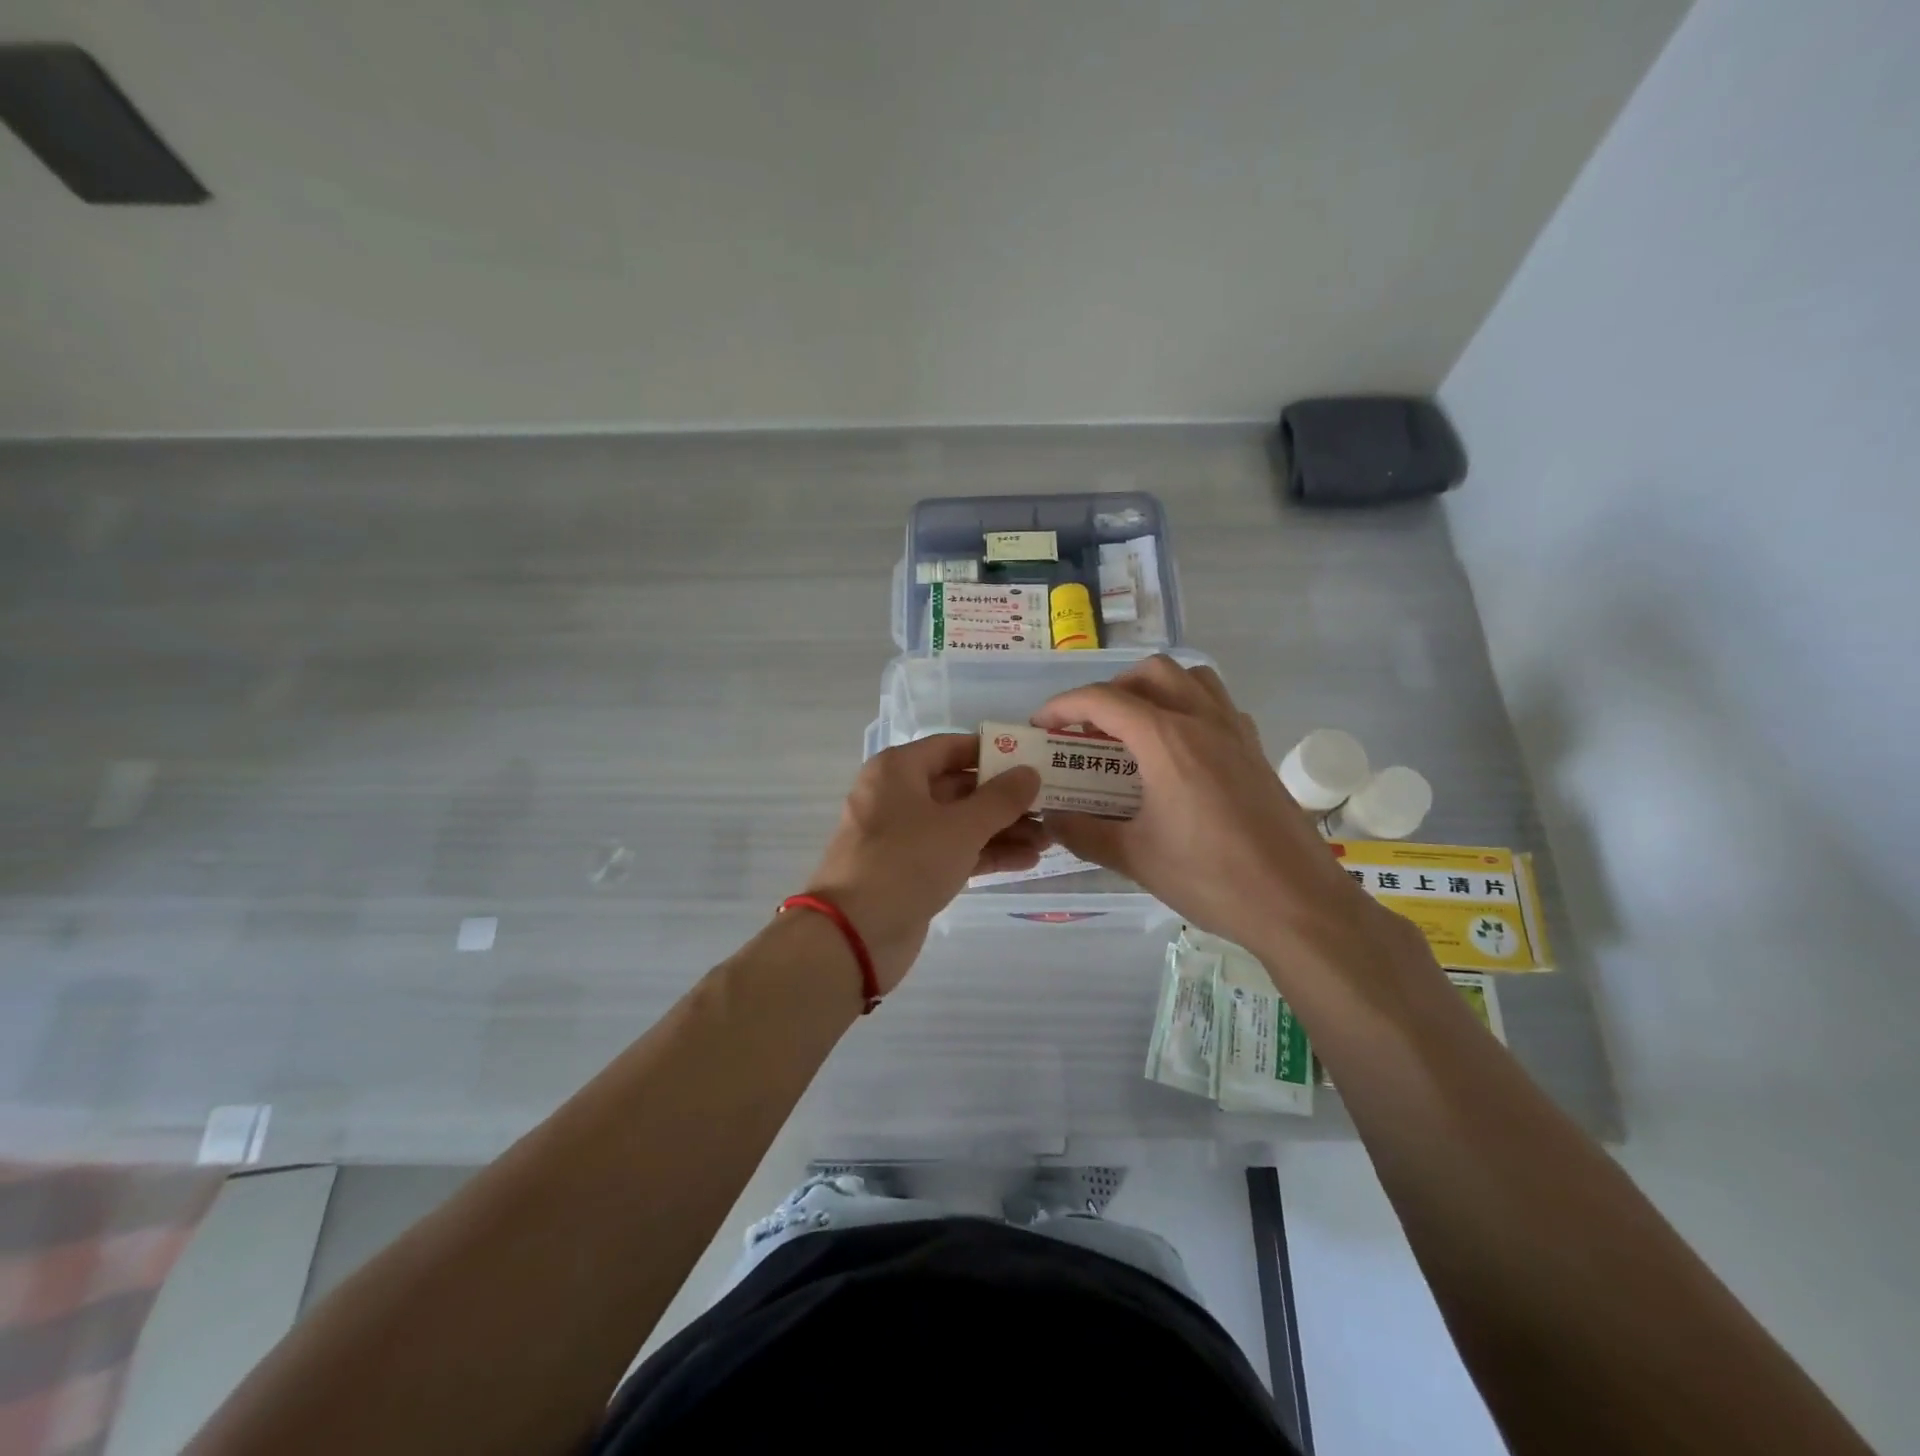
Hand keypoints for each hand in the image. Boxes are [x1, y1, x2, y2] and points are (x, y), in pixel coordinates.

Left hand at [805, 734, 1043, 991]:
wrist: (855, 934)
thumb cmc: (906, 862)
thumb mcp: (961, 826)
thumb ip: (1001, 798)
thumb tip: (1030, 772)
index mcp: (898, 769)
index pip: (953, 747)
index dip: (994, 753)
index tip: (1033, 760)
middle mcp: (897, 795)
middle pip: (960, 787)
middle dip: (1005, 798)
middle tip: (1050, 804)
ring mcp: (903, 836)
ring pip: (960, 823)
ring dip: (1002, 829)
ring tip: (1049, 838)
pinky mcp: (911, 870)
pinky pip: (954, 851)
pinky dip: (986, 853)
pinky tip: (1028, 860)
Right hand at [1034, 657, 1397, 972]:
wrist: (1298, 903)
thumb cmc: (1212, 878)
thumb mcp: (1135, 858)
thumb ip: (1084, 832)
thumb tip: (1051, 818)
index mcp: (1167, 740)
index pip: (1103, 700)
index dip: (1063, 706)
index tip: (1040, 725)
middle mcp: (1202, 721)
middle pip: (1150, 673)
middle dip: (1111, 690)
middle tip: (1090, 728)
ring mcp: (1236, 732)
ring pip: (1191, 679)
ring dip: (1155, 689)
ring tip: (1134, 729)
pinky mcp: (1256, 751)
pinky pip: (1217, 705)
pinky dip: (1188, 708)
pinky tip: (1178, 751)